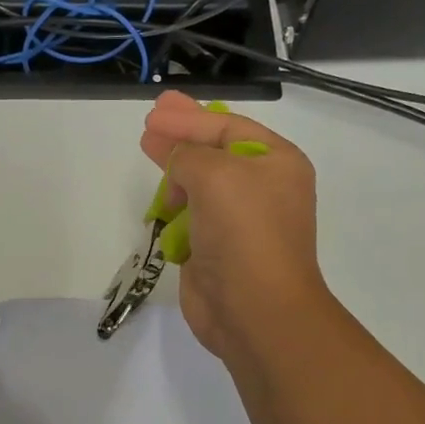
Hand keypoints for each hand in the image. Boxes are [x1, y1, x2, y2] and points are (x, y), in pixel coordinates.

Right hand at [140, 89, 330, 360]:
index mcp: (276, 163)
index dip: (190, 117)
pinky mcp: (215, 252)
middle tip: (149, 123)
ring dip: (175, 174)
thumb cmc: (244, 233)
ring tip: (148, 155)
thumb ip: (189, 154)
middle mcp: (260, 189)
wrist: (254, 310)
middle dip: (181, 138)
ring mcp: (237, 223)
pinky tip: (158, 205)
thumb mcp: (217, 176)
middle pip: (214, 153)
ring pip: (200, 187)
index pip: (229, 127)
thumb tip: (177, 162)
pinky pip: (190, 220)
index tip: (154, 113)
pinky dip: (174, 211)